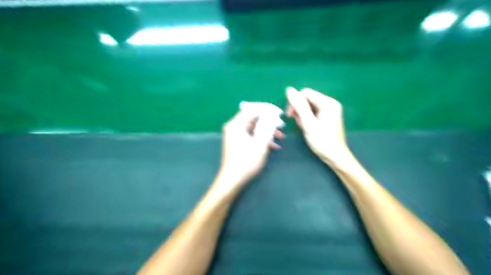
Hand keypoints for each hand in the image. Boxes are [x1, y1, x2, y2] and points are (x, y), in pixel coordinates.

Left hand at [218, 109, 283, 190]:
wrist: (233, 180)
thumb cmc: (246, 161)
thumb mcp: (260, 143)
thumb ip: (267, 127)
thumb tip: (273, 115)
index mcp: (236, 124)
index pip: (252, 109)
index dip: (267, 109)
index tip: (279, 113)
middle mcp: (234, 127)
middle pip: (254, 118)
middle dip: (269, 121)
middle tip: (282, 126)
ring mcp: (236, 135)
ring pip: (254, 127)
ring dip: (268, 131)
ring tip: (281, 137)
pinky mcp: (238, 142)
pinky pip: (252, 135)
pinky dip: (262, 138)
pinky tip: (274, 146)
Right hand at [286, 86, 350, 164]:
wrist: (335, 157)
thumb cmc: (322, 141)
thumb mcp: (309, 124)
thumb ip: (299, 106)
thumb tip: (289, 89)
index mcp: (328, 102)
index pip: (306, 93)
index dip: (295, 102)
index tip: (290, 116)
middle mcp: (329, 103)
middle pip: (307, 99)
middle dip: (299, 110)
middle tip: (298, 123)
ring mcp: (328, 110)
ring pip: (308, 106)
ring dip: (302, 116)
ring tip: (303, 127)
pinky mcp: (326, 117)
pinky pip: (312, 112)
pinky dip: (306, 119)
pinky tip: (306, 128)